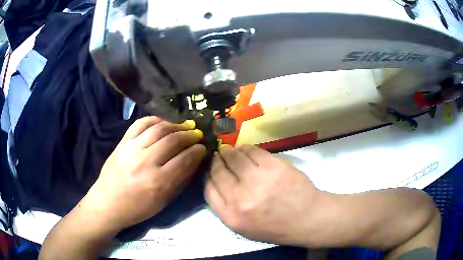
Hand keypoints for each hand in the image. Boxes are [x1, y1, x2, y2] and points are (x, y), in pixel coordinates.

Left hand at [79, 116, 205, 235]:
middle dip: (189, 135)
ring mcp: (132, 149)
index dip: (197, 151)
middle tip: (197, 134)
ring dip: (175, 125)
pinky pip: (140, 124)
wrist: (108, 203)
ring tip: (183, 126)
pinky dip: (154, 120)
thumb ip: (179, 180)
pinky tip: (163, 122)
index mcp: (158, 182)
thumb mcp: (163, 202)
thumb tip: (193, 161)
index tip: (203, 147)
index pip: (184, 159)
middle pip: (173, 140)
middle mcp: (146, 162)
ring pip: (158, 129)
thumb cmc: (137, 208)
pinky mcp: (122, 143)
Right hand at [205, 144, 319, 245]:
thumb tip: (215, 181)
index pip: (208, 189)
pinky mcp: (273, 166)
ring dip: (230, 152)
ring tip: (230, 151)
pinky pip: (252, 151)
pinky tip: (245, 149)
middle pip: (218, 171)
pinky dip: (245, 148)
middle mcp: (240, 198)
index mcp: (231, 216)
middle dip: (217, 161)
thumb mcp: (243, 227)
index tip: (211, 170)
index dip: (208, 176)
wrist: (306, 218)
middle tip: (219, 156)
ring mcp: (257, 180)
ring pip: (234, 157)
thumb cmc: (275, 226)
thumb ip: (225, 207)